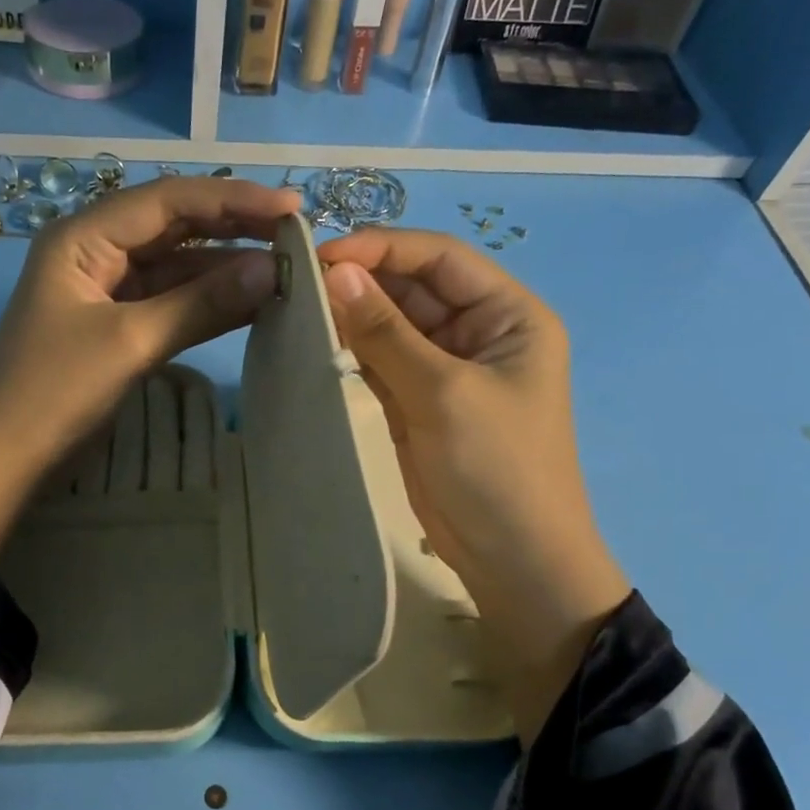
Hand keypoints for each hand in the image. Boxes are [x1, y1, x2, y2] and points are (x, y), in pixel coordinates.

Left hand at [0, 176, 300, 561]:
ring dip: (226, 268)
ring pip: (177, 267)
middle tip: (297, 235)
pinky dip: (209, 303)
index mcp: (85, 236)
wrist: (5, 459)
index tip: (292, 209)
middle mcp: (97, 251)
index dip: (233, 199)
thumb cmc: (55, 391)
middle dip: (234, 228)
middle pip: (175, 227)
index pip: (168, 201)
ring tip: (287, 269)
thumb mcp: (131, 342)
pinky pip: (171, 303)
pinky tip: (252, 302)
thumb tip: (272, 271)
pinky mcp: (119, 327)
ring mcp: (108, 291)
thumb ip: (201, 303)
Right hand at [318, 229, 629, 744]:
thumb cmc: (495, 469)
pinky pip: (382, 362)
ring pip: (392, 325)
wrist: (513, 561)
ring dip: (351, 316)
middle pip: (413, 288)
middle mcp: (479, 332)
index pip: (441, 259)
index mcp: (508, 314)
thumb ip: (386, 331)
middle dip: (361, 282)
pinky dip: (352, 352)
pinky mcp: (419, 403)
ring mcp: (446, 369)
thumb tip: (334, 272)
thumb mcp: (442, 392)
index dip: (383, 249)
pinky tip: (314, 342)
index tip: (322, 255)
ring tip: (296, 307)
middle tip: (297, 283)